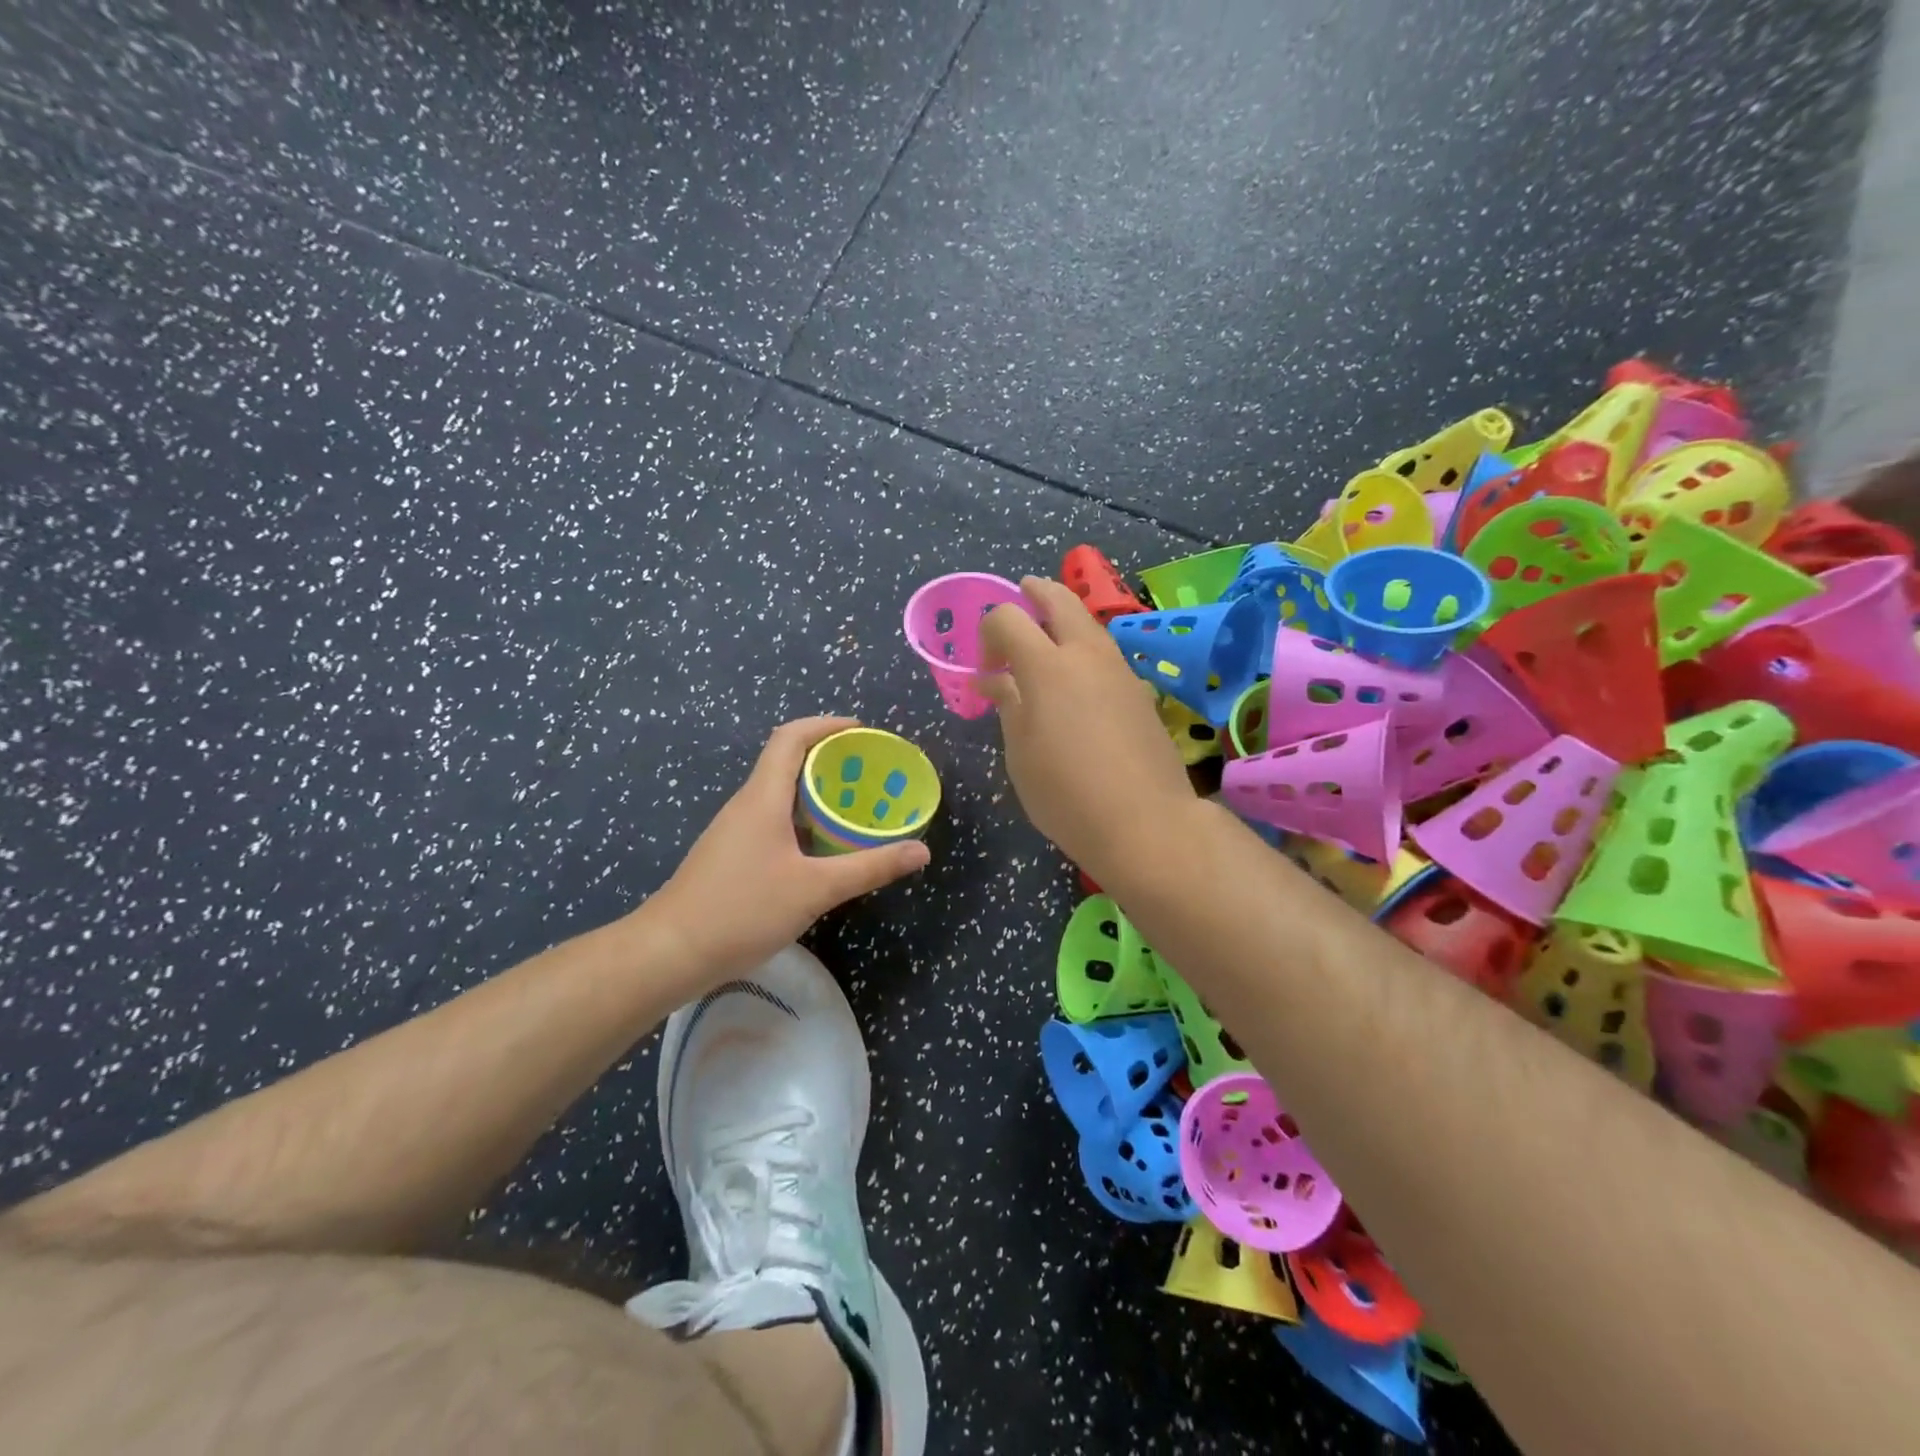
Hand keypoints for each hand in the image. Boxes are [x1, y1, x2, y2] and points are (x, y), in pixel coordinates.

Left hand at [647, 717, 930, 983]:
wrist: (670, 953)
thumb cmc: (743, 910)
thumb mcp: (816, 889)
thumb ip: (869, 867)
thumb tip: (921, 850)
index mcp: (763, 797)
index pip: (791, 738)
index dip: (826, 725)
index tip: (862, 731)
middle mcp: (746, 804)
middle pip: (787, 762)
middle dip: (829, 760)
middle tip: (870, 774)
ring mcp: (734, 831)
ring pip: (780, 795)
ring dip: (816, 793)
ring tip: (856, 808)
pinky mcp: (731, 855)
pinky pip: (772, 821)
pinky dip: (802, 821)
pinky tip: (823, 849)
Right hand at [978, 577, 1197, 881]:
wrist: (1145, 822)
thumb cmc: (1066, 793)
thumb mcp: (1020, 753)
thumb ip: (1008, 706)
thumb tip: (994, 680)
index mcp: (1047, 666)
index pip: (1009, 617)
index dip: (989, 630)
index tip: (986, 666)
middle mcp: (1087, 655)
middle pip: (1060, 600)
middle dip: (1035, 593)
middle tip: (1021, 596)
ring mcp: (1120, 671)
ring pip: (1089, 625)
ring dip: (1065, 622)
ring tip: (1047, 644)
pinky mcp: (1140, 692)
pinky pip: (1106, 655)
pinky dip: (1085, 651)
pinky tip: (1078, 684)